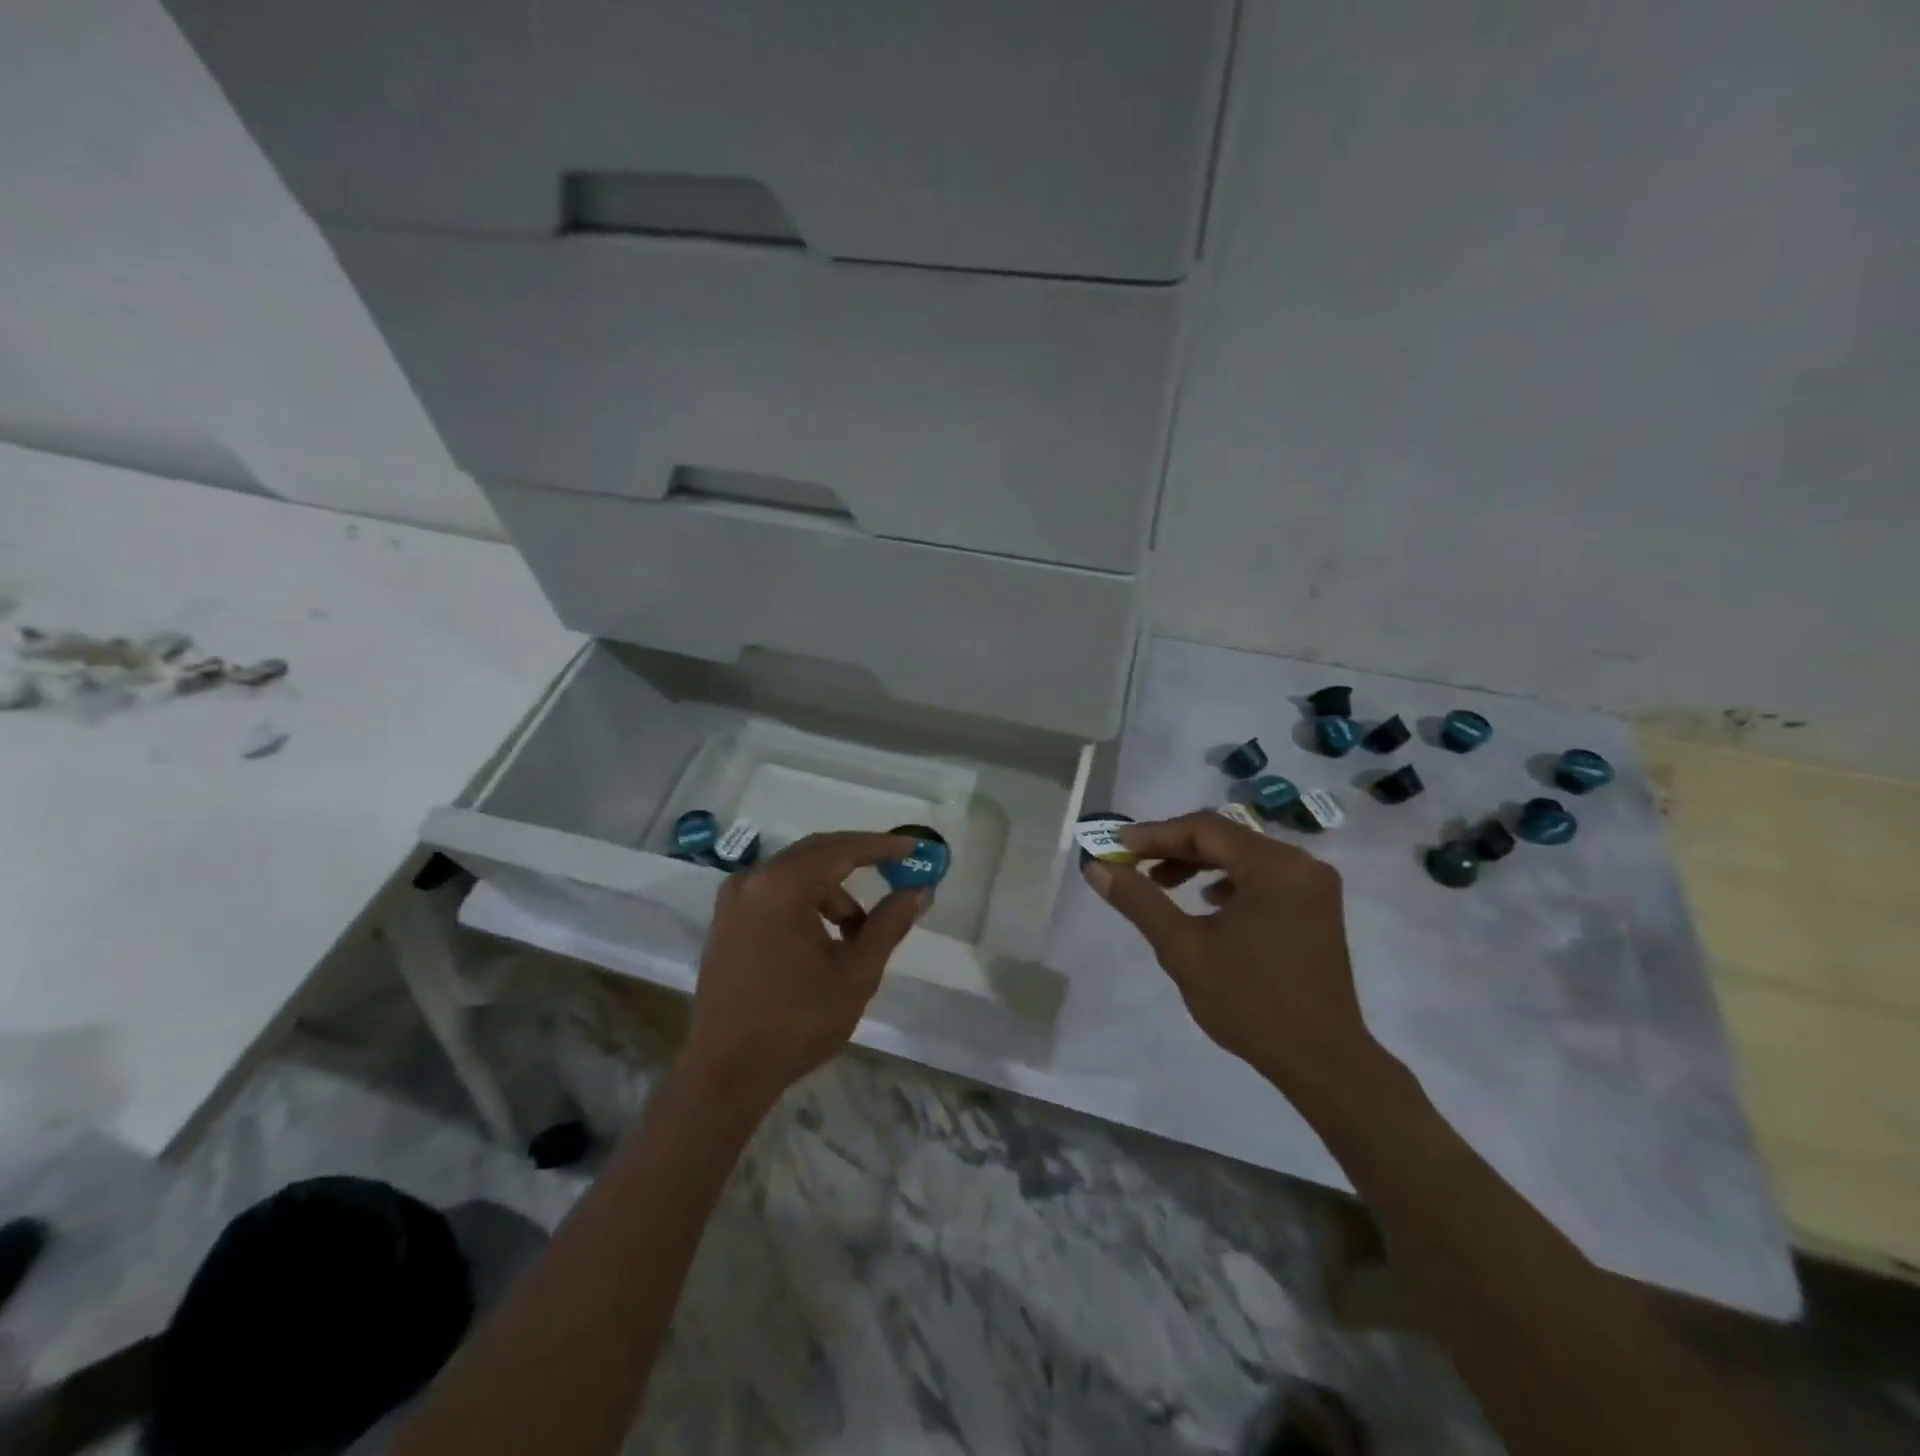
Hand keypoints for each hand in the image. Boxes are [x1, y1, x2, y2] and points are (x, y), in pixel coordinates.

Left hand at [683, 831, 927, 1109]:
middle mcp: (752, 880)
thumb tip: (919, 891)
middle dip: (858, 859)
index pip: (841, 850)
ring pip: (795, 875)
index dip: (881, 847)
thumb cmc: (797, 1021)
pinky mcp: (725, 922)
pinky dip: (805, 901)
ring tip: (858, 932)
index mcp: (782, 886)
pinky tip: (823, 938)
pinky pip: (774, 892)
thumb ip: (889, 924)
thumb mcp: (856, 973)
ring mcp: (733, 900)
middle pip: (815, 853)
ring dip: (832, 891)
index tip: (913, 848)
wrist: (726, 1072)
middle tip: (896, 869)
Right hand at [1080, 811, 1373, 1094]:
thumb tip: (1097, 867)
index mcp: (1274, 866)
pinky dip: (1228, 881)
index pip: (1203, 829)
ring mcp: (1314, 886)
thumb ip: (1139, 901)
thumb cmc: (1249, 1002)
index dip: (1154, 834)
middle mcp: (1300, 864)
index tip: (1116, 847)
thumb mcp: (1183, 948)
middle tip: (1133, 865)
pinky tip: (1207, 903)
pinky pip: (1263, 876)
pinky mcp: (1316, 907)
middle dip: (1174, 848)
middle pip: (1225, 838)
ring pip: (1243, 856)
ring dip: (1199, 864)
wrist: (1322, 1061)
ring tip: (1162, 884)